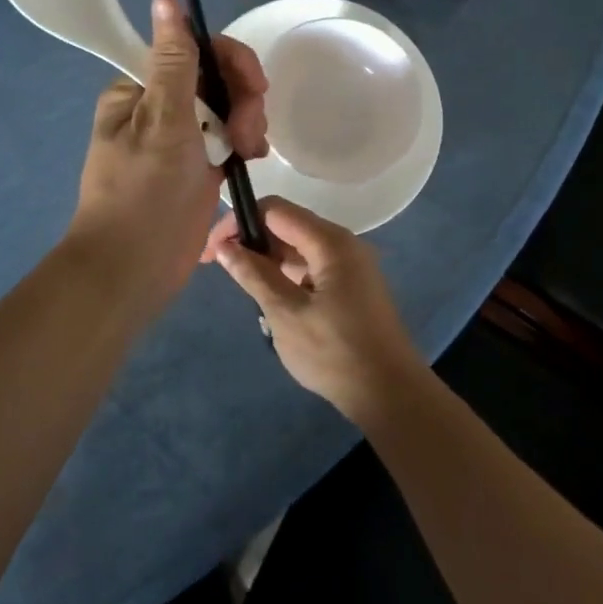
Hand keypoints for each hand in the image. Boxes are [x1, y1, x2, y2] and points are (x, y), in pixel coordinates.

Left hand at [68, 0, 268, 314]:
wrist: (132, 270)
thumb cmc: (143, 194)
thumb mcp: (162, 123)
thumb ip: (173, 63)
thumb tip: (166, 0)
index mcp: (140, 88)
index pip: (193, 49)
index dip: (230, 60)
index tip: (254, 86)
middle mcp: (159, 105)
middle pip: (216, 77)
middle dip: (243, 98)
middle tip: (249, 135)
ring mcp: (181, 136)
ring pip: (228, 105)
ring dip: (247, 121)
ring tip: (250, 152)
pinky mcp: (198, 164)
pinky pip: (229, 135)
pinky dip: (245, 141)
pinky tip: (252, 158)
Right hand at [200, 196, 421, 421]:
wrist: (390, 393)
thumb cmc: (335, 353)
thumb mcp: (285, 314)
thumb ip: (254, 275)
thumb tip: (225, 247)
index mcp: (330, 242)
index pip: (274, 210)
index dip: (239, 222)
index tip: (211, 250)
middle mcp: (342, 244)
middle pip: (287, 226)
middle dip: (251, 241)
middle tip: (220, 268)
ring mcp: (350, 265)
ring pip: (298, 249)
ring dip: (269, 263)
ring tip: (245, 291)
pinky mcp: (351, 286)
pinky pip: (312, 268)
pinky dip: (288, 278)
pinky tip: (273, 305)